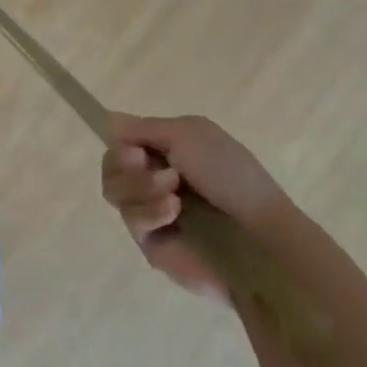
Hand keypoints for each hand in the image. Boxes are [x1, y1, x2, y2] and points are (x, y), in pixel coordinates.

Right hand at [101, 113, 288, 296]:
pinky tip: (174, 211)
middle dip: (124, 164)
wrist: (258, 237)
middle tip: (143, 163)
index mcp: (167, 152)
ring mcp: (152, 213)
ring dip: (140, 185)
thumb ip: (143, 127)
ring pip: (114, 192)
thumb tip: (108, 122)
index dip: (121, 143)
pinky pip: (131, 221)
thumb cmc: (230, 177)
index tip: (135, 147)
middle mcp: (155, 179)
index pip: (122, 143)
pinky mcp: (151, 244)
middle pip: (110, 167)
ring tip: (173, 191)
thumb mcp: (189, 134)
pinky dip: (150, 211)